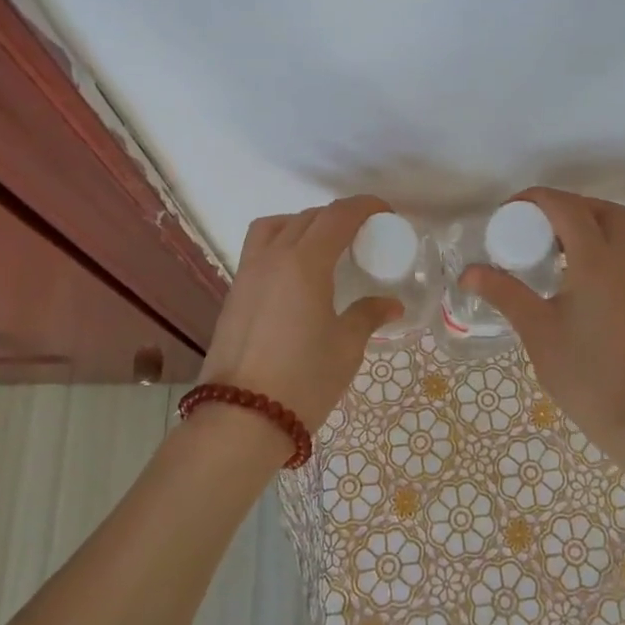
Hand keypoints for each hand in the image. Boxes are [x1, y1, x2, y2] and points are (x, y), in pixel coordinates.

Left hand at [198, 195, 402, 433]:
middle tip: (362, 235)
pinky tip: (297, 274)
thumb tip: (390, 304)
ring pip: (275, 226)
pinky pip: (259, 249)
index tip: (385, 213)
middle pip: (308, 217)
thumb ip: (367, 316)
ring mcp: (248, 273)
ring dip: (303, 223)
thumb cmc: (303, 380)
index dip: (365, 206)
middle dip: (338, 217)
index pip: (338, 216)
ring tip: (323, 247)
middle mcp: (273, 257)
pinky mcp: (234, 293)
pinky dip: (281, 243)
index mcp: (305, 262)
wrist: (241, 418)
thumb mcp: (346, 347)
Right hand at [464, 188, 624, 480]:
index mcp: (597, 263)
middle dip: (569, 205)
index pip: (568, 208)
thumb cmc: (586, 375)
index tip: (505, 212)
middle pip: (604, 211)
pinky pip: (616, 255)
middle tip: (534, 223)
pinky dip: (591, 248)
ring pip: (615, 232)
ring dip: (582, 225)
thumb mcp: (537, 332)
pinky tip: (562, 275)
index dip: (536, 199)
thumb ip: (505, 294)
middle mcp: (620, 263)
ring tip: (543, 247)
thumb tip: (470, 271)